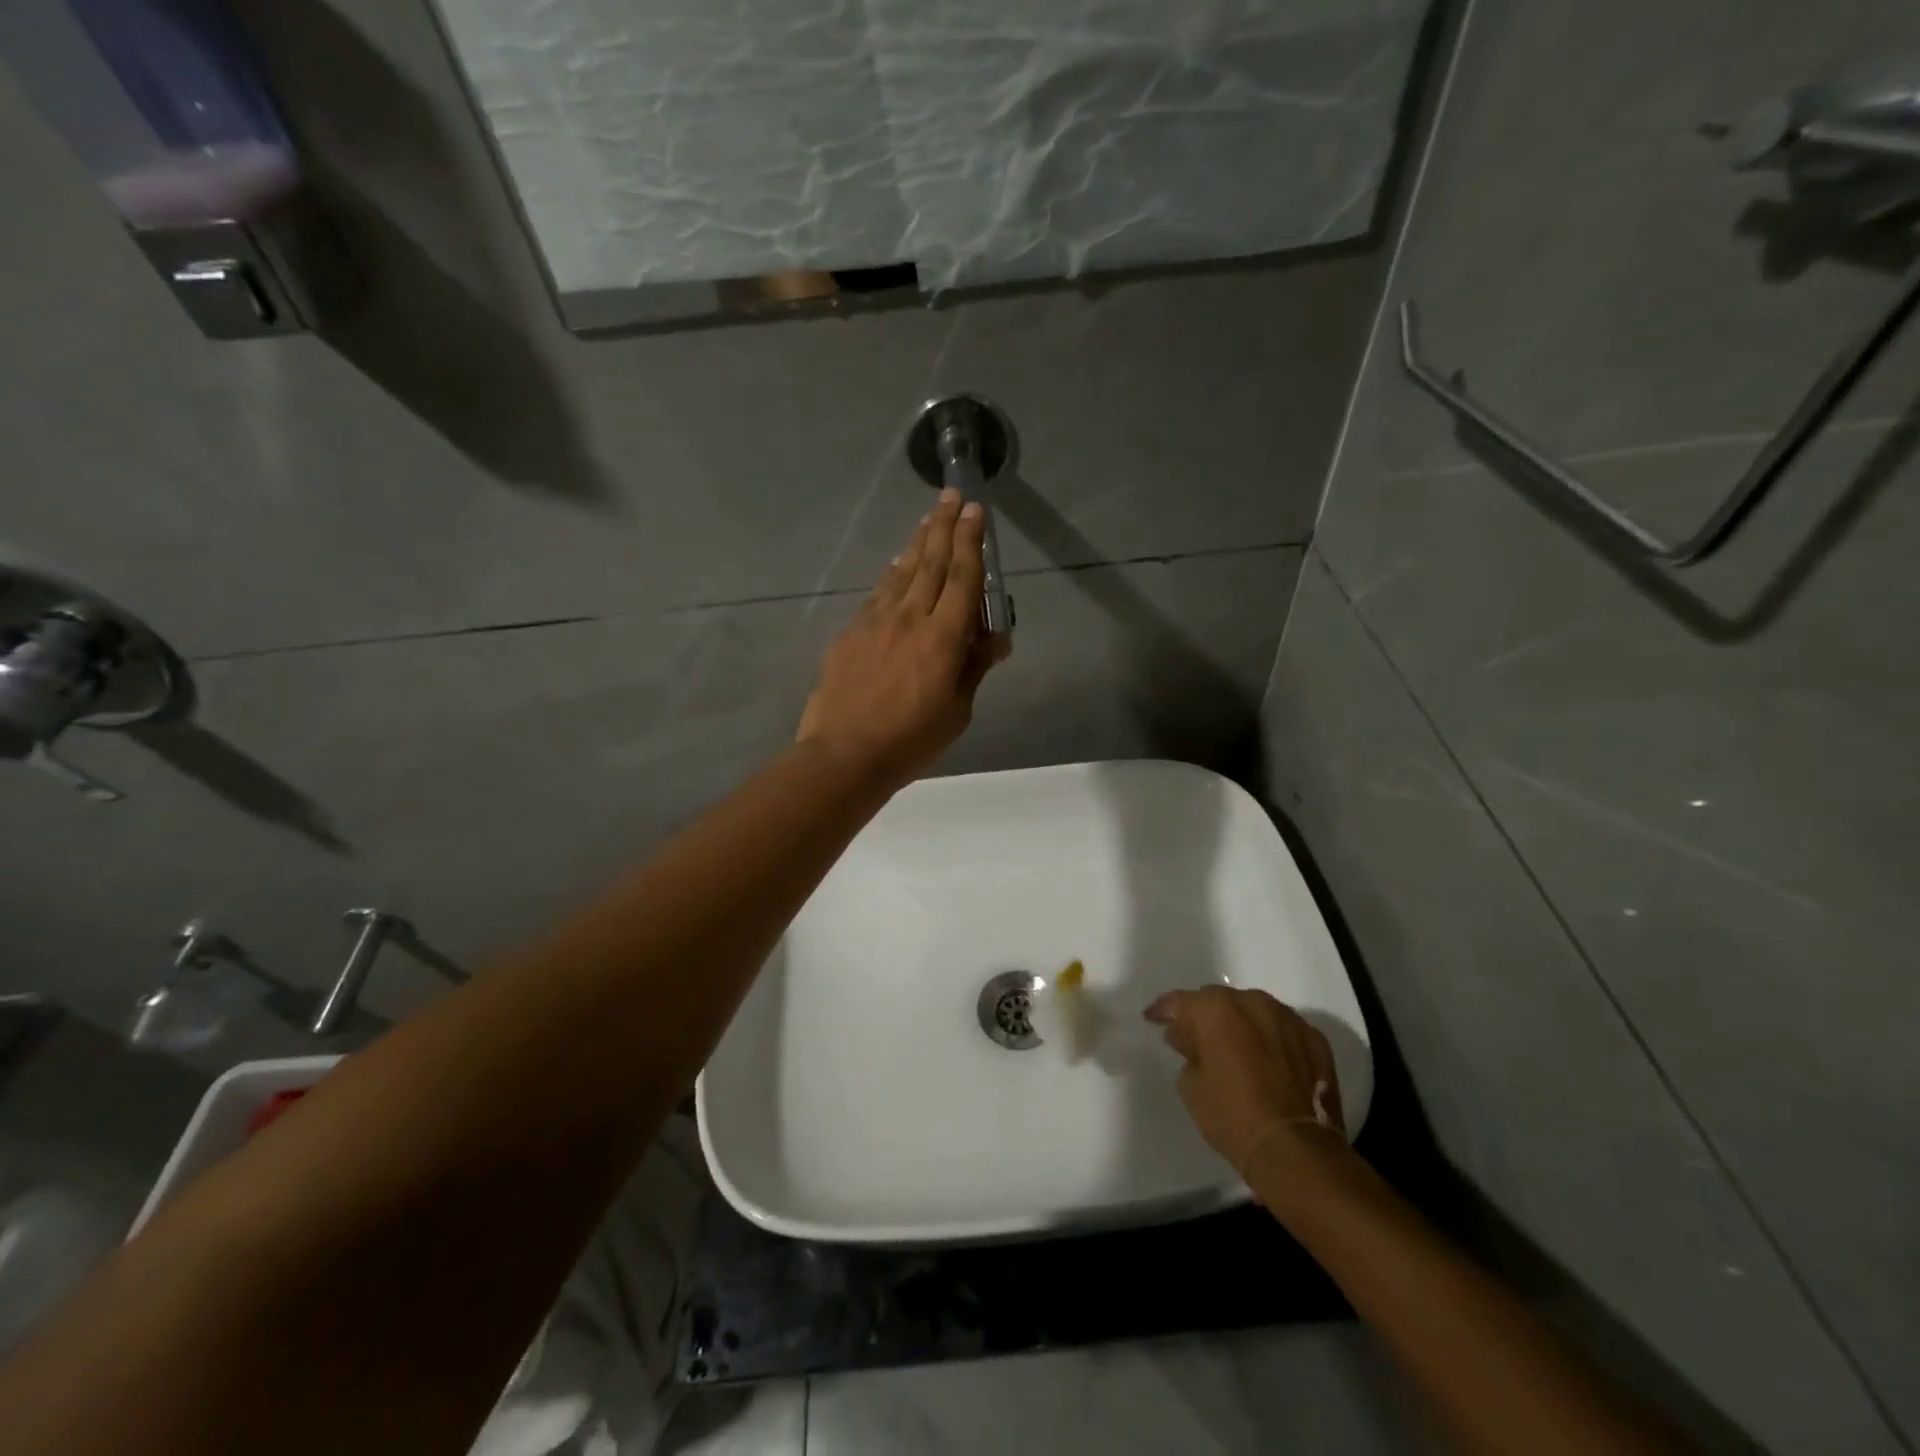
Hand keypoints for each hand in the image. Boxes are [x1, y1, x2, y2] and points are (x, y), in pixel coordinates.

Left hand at [798, 489, 1010, 789]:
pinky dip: (892, 576)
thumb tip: (992, 638)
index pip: (961, 578)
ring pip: (901, 573)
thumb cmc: (910, 740)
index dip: (970, 542)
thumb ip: (973, 668)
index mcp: (942, 638)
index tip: (975, 512)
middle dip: (944, 526)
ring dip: (917, 543)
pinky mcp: (850, 633)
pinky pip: (877, 594)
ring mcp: (875, 622)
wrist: (844, 753)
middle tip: (952, 496)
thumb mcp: (957, 711)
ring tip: (928, 520)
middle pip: (930, 563)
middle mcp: (909, 618)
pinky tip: (896, 568)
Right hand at [1145, 986, 1345, 1182]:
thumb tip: (1190, 1040)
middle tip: (1196, 1039)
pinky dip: (1272, 1040)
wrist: (1295, 1150)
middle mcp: (1252, 1002)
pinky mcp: (1315, 1039)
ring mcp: (1288, 1018)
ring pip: (1254, 1011)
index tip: (1153, 1019)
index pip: (1179, 1001)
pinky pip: (1283, 1030)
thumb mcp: (1190, 1086)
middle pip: (1219, 1001)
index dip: (1163, 1011)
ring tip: (1236, 1049)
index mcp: (1215, 1009)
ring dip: (1241, 1025)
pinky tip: (1267, 1062)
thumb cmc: (1232, 1116)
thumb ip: (1188, 1053)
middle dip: (1205, 1017)